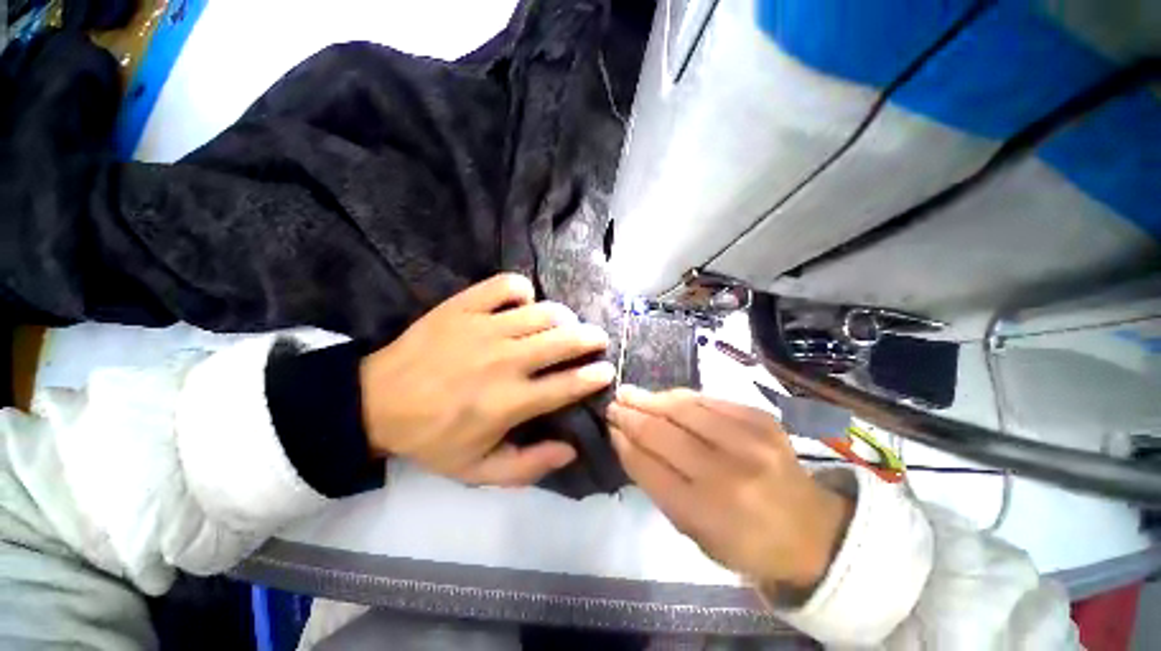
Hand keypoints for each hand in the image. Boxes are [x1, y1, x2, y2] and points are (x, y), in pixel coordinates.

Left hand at [360, 273, 613, 485]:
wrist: (376, 402)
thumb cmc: (431, 437)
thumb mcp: (478, 470)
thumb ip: (528, 466)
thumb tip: (570, 450)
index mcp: (509, 401)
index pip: (567, 384)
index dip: (594, 377)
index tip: (606, 371)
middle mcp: (504, 360)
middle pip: (564, 340)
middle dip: (590, 338)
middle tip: (596, 340)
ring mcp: (484, 328)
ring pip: (543, 312)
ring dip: (563, 317)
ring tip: (564, 324)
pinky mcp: (464, 306)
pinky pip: (507, 286)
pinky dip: (523, 291)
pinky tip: (522, 303)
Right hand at [606, 386, 852, 594]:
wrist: (813, 530)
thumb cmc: (745, 541)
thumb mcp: (694, 531)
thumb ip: (657, 484)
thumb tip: (626, 441)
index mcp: (708, 514)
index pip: (650, 467)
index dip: (624, 442)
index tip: (609, 427)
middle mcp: (729, 473)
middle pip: (664, 432)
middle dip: (632, 414)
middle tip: (613, 403)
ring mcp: (750, 440)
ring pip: (684, 408)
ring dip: (651, 398)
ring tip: (631, 393)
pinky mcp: (762, 419)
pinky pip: (709, 400)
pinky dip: (680, 397)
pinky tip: (665, 396)